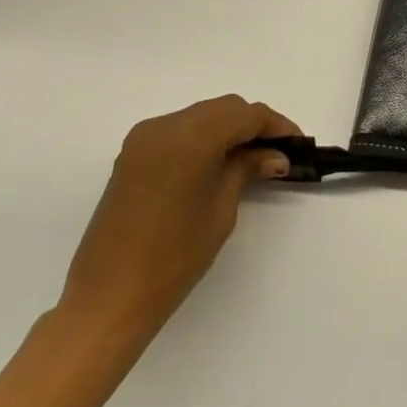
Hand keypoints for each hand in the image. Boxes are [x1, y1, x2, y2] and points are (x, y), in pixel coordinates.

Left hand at [53, 96, 297, 361]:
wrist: (109, 297)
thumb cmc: (174, 255)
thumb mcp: (222, 209)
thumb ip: (247, 169)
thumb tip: (274, 155)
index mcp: (191, 135)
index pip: (246, 115)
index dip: (276, 126)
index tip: (297, 145)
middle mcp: (165, 125)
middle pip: (223, 109)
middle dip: (253, 125)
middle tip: (277, 153)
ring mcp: (144, 138)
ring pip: (200, 116)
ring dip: (228, 130)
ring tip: (252, 159)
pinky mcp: (132, 155)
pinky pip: (179, 132)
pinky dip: (204, 139)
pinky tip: (218, 163)